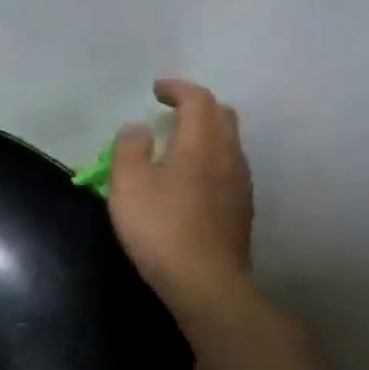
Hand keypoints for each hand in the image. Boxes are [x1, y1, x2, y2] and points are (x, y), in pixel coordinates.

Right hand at [108, 78, 254, 322]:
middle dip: (197, 106)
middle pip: (222, 116)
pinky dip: (208, 158)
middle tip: (170, 111)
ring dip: (204, 133)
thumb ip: (129, 149)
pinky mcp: (240, 209)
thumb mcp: (128, 185)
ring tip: (176, 144)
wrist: (205, 281)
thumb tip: (137, 128)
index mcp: (201, 144)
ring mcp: (240, 184)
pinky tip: (188, 179)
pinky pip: (226, 168)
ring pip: (227, 143)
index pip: (198, 100)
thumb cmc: (160, 228)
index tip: (156, 89)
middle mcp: (228, 156)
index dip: (177, 88)